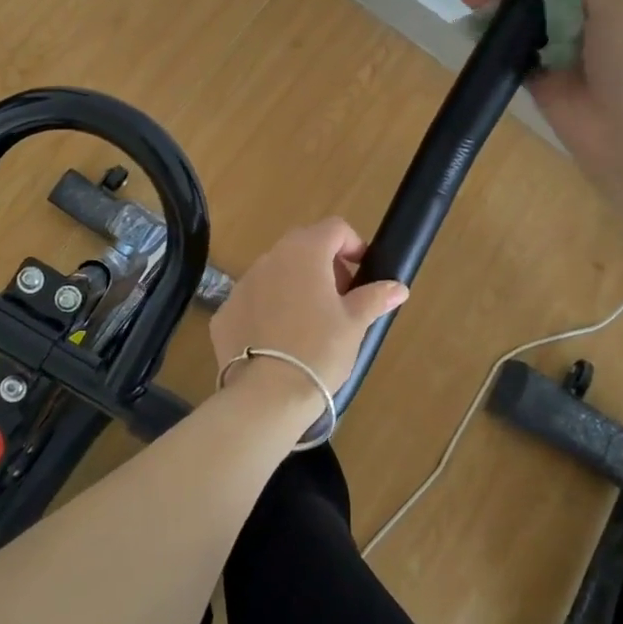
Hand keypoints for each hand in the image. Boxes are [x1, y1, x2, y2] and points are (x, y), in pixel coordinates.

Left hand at [210, 219, 409, 416]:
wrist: (266, 395)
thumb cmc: (319, 351)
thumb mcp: (354, 324)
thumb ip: (374, 298)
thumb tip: (398, 287)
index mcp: (304, 253)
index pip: (334, 228)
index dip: (353, 245)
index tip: (362, 273)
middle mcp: (270, 259)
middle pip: (303, 246)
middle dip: (325, 264)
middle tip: (340, 298)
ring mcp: (242, 285)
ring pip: (275, 273)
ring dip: (295, 285)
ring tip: (310, 323)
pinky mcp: (224, 313)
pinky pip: (254, 301)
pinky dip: (269, 310)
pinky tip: (279, 342)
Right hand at [459, 0, 622, 186]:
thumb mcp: (617, 5)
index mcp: (614, 3)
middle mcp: (588, 25)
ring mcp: (563, 55)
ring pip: (524, 21)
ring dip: (497, 6)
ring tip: (468, 0)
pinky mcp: (541, 82)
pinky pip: (514, 53)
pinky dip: (493, 39)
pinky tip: (471, 28)